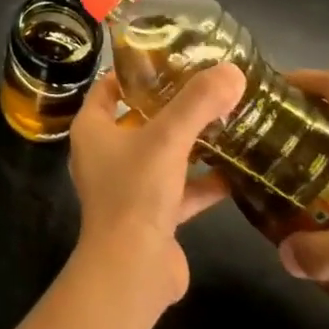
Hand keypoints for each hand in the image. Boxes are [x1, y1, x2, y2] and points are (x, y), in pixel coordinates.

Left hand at [68, 64, 247, 312]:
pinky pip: (178, 190)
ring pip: (160, 155)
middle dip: (170, 106)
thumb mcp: (168, 139)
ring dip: (189, 144)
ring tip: (226, 124)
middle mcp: (104, 153)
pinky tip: (235, 175)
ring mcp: (127, 187)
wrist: (132, 270)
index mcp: (92, 128)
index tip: (169, 58)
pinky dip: (202, 183)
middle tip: (206, 88)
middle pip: (138, 119)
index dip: (135, 72)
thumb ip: (198, 103)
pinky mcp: (150, 217)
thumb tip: (232, 70)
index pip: (109, 87)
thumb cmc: (136, 191)